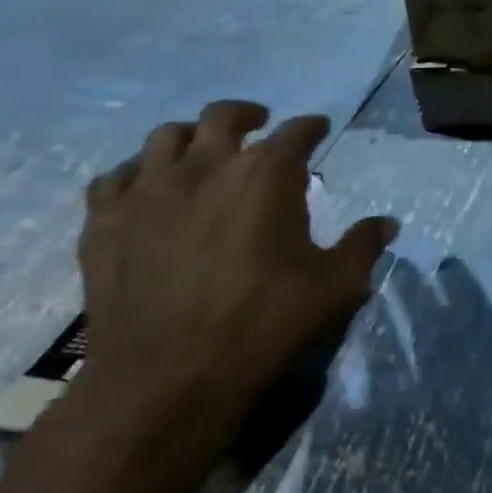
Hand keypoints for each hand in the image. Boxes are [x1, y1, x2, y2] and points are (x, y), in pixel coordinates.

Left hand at [72, 101, 393, 473]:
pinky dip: (137, 173)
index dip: (311, 126)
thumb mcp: (335, 287)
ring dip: (192, 137)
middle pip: (224, 115)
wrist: (166, 378)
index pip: (296, 131)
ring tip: (202, 151)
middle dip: (248, 114)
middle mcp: (205, 166)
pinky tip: (147, 188)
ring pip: (166, 137)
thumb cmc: (263, 324)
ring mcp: (147, 190)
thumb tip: (387, 223)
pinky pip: (115, 176)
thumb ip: (363, 246)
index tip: (318, 128)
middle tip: (259, 124)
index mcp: (266, 175)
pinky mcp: (104, 221)